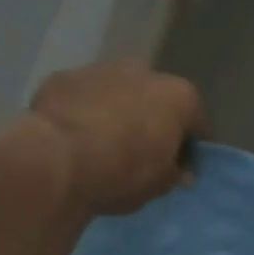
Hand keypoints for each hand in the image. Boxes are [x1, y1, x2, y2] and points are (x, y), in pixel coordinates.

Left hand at [29, 62, 205, 216]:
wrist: (58, 161)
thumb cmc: (124, 172)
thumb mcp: (160, 184)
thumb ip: (175, 173)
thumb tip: (180, 171)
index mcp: (179, 96)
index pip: (196, 122)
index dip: (189, 147)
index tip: (179, 167)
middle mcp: (145, 72)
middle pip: (156, 98)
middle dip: (152, 120)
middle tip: (142, 152)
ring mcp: (100, 70)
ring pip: (117, 92)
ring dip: (117, 111)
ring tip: (104, 143)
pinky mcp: (62, 77)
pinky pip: (82, 96)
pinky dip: (83, 111)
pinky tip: (74, 136)